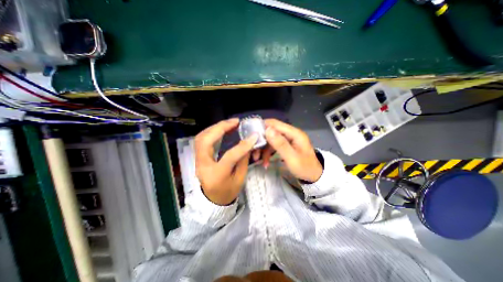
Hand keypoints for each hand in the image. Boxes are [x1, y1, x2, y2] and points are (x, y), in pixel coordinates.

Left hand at [194, 117, 256, 204]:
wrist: (213, 200)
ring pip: (201, 138)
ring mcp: (198, 161)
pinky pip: (201, 140)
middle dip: (221, 128)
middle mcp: (203, 166)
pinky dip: (211, 132)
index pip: (229, 156)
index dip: (242, 145)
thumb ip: (243, 159)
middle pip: (206, 141)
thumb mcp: (240, 178)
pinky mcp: (198, 157)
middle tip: (235, 122)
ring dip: (215, 128)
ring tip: (229, 123)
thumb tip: (248, 142)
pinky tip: (221, 129)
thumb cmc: (228, 191)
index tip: (253, 136)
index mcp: (217, 175)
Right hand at [259, 119, 322, 182]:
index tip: (251, 135)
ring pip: (270, 140)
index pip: (275, 123)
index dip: (262, 127)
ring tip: (258, 159)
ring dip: (263, 149)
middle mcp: (290, 133)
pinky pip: (273, 146)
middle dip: (261, 141)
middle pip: (271, 131)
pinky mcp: (285, 145)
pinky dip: (268, 153)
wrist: (314, 176)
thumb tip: (268, 129)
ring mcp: (288, 139)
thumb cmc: (305, 168)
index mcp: (294, 133)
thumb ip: (280, 144)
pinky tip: (265, 162)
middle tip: (253, 150)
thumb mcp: (292, 158)